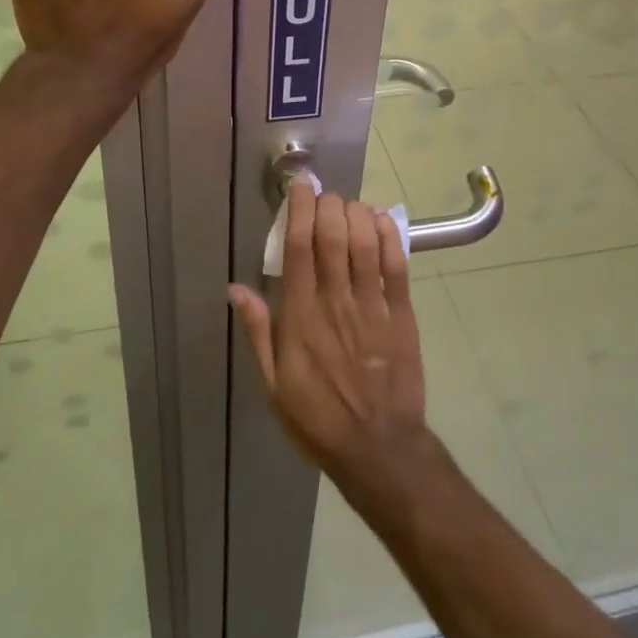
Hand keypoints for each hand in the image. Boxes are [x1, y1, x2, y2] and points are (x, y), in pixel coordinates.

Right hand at [229, 187, 441, 509]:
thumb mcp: (274, 384)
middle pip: (333, 237)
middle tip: (325, 194)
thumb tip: (236, 288)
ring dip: (357, 215)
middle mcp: (336, 302)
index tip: (300, 187)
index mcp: (301, 317)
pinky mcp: (401, 314)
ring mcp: (371, 306)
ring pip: (365, 244)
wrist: (378, 449)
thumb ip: (259, 332)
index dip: (299, 211)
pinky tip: (381, 221)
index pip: (299, 249)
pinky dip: (390, 237)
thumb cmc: (318, 419)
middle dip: (329, 205)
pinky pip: (396, 266)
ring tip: (349, 205)